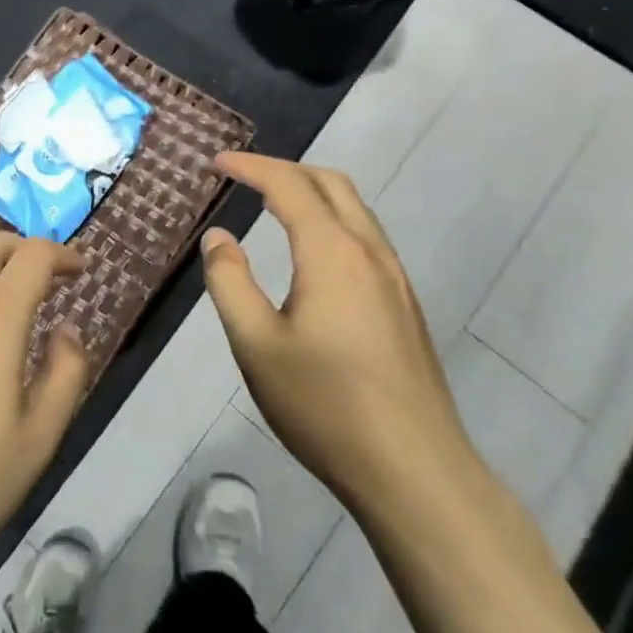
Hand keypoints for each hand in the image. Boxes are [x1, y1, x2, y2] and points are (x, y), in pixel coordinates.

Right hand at [201, 153, 482, 517]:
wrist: (414, 471)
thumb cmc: (325, 406)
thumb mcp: (256, 345)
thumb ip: (230, 282)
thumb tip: (219, 237)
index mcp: (332, 252)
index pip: (288, 185)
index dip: (250, 166)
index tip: (217, 161)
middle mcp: (370, 251)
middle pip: (331, 183)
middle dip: (285, 169)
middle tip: (245, 177)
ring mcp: (395, 277)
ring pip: (354, 209)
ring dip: (313, 192)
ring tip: (274, 204)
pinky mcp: (405, 303)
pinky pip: (366, 236)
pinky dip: (333, 219)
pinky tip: (315, 253)